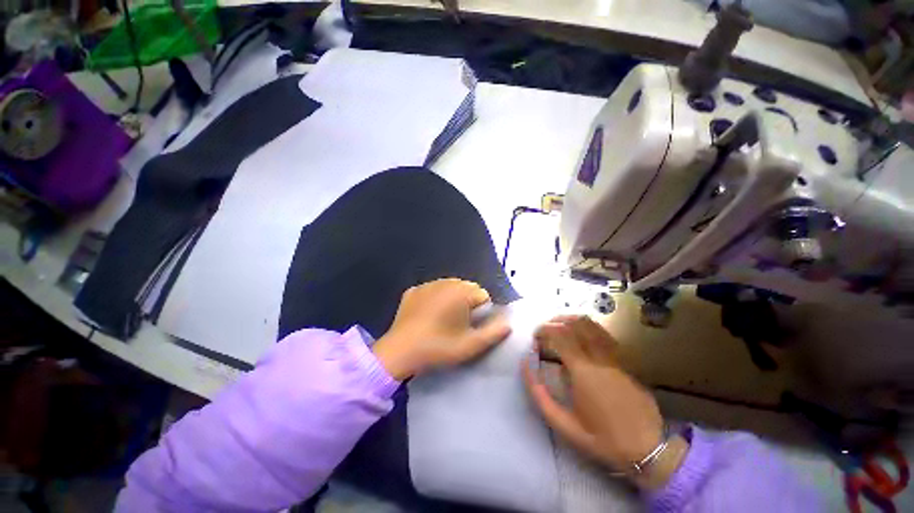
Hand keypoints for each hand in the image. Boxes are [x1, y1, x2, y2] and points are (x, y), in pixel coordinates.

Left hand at [372, 279, 510, 379]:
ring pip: (449, 288)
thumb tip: (507, 323)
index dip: (480, 313)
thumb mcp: (470, 345)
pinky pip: (431, 291)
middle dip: (467, 303)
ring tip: (442, 321)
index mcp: (461, 292)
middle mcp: (445, 282)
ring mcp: (427, 284)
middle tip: (457, 325)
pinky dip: (434, 299)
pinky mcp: (413, 291)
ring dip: (451, 300)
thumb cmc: (439, 348)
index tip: (470, 327)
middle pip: (466, 289)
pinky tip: (427, 316)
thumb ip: (494, 333)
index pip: (482, 295)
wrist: (400, 352)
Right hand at [522, 316, 687, 488]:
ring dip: (571, 321)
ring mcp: (615, 357)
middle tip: (544, 331)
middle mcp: (599, 357)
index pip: (560, 335)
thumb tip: (526, 364)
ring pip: (591, 325)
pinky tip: (580, 335)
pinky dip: (587, 328)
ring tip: (559, 328)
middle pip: (574, 324)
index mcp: (583, 371)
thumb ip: (539, 394)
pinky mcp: (624, 360)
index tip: (535, 338)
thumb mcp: (563, 425)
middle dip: (554, 322)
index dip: (544, 330)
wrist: (647, 449)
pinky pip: (603, 334)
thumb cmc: (601, 439)